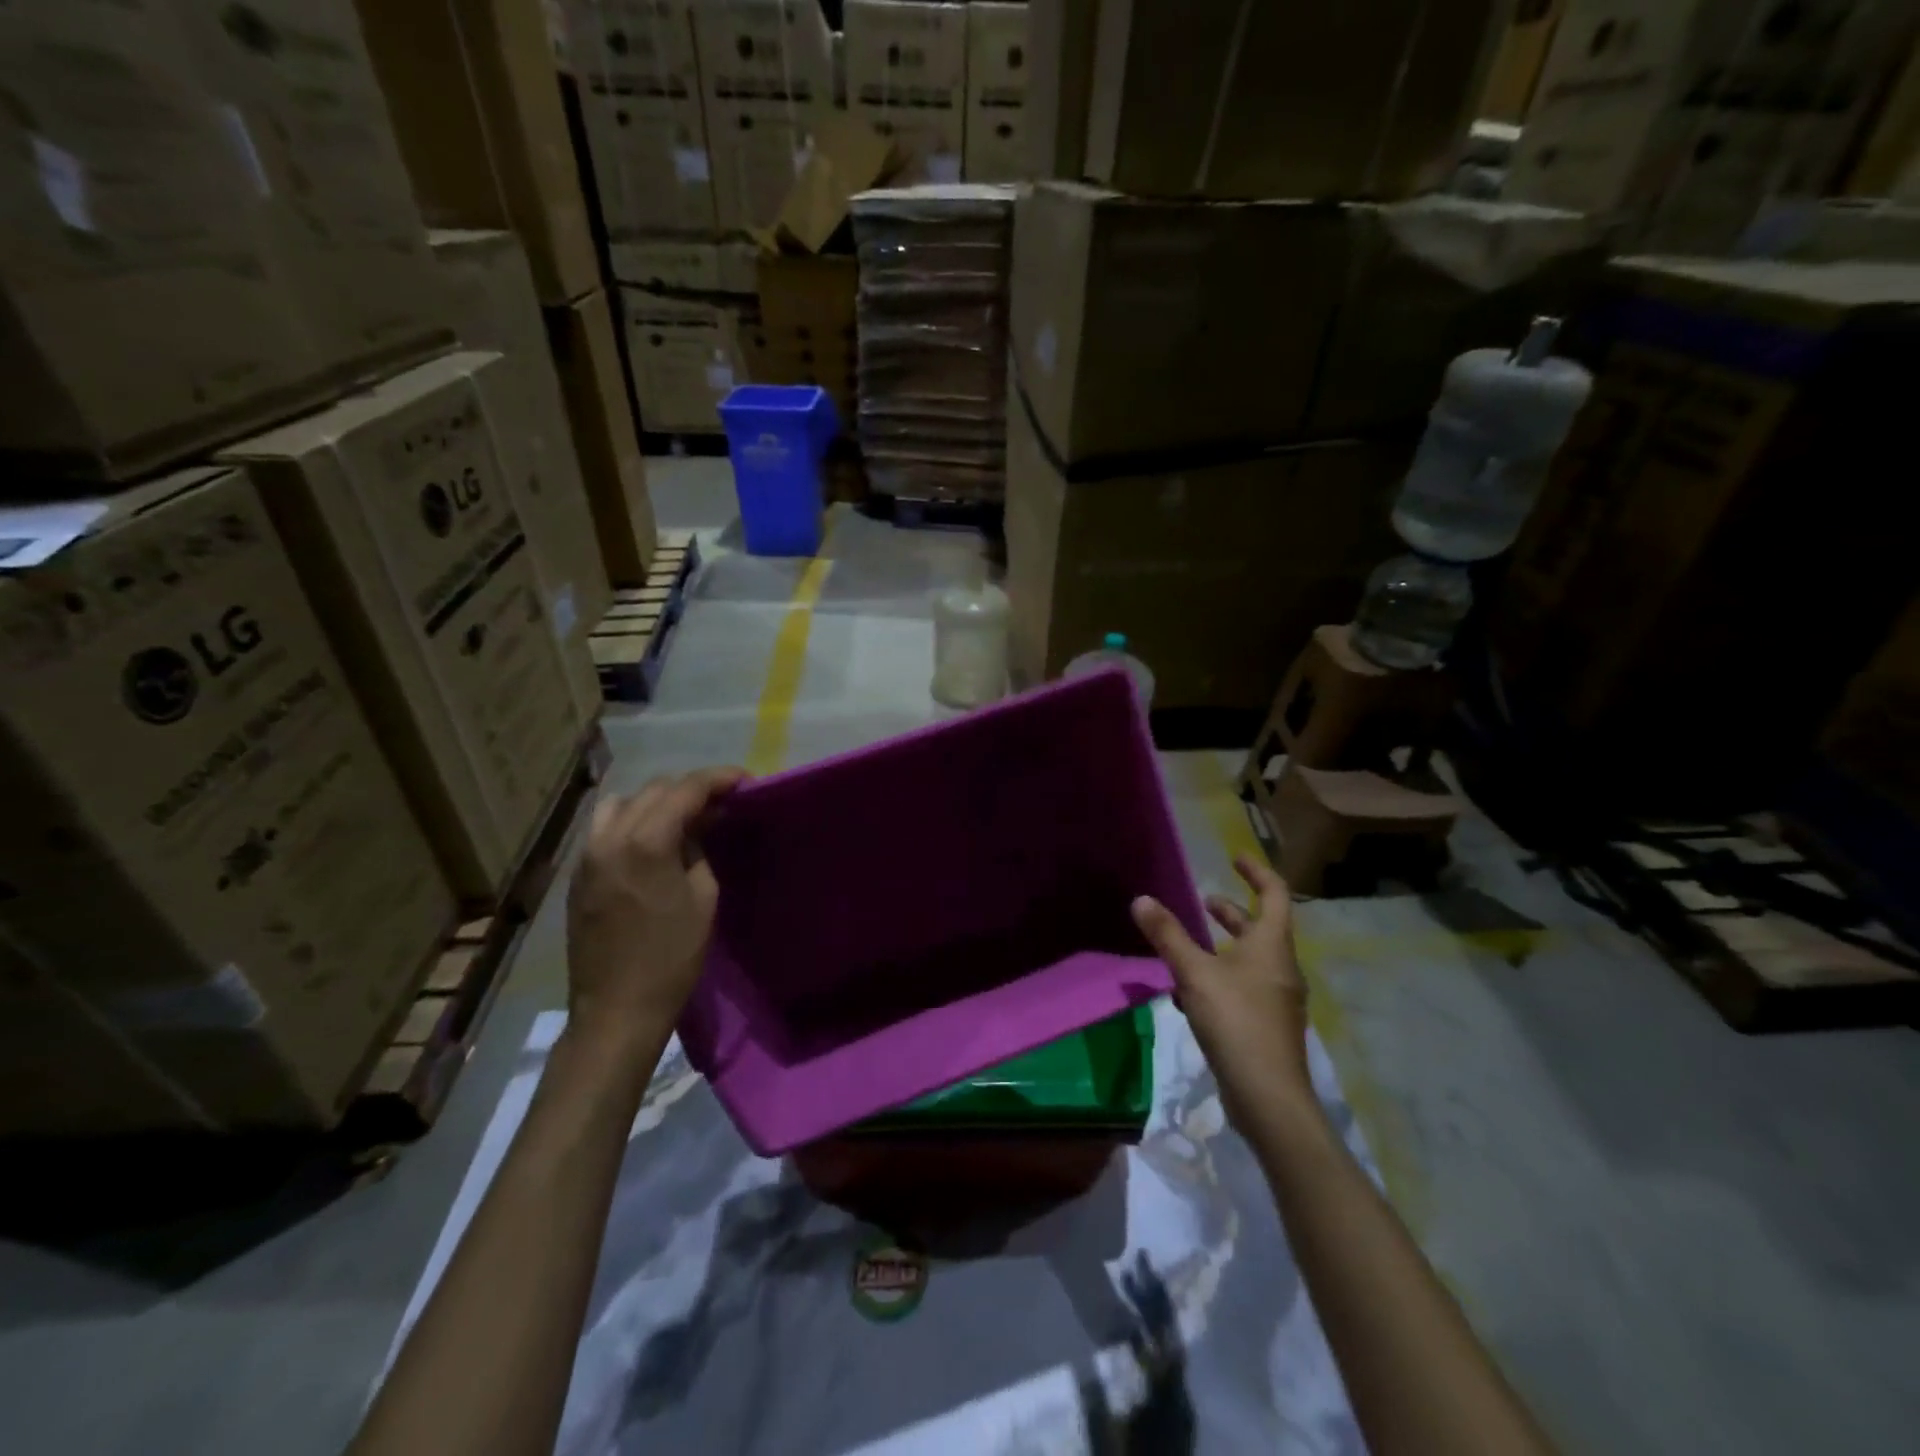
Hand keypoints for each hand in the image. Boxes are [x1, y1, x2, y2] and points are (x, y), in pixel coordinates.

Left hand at [565, 768, 746, 1051]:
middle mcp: (609, 838)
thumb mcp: (703, 899)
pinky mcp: (578, 875)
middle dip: (691, 789)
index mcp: (646, 842)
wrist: (617, 1009)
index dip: (719, 779)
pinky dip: (633, 821)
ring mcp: (587, 855)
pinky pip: (606, 828)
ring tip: (684, 818)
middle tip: (722, 803)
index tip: (746, 781)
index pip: (686, 790)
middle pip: (655, 790)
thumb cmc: (672, 957)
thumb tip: (700, 826)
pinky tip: (653, 841)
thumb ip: (699, 851)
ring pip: (623, 803)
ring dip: (658, 802)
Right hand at [1132, 854, 1313, 1129]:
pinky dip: (1219, 978)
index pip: (1274, 894)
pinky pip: (1243, 988)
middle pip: (1261, 928)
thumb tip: (1141, 899)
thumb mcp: (1195, 974)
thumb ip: (1167, 936)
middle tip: (1203, 901)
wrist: (1269, 1097)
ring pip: (1250, 960)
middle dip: (1231, 912)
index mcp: (1272, 946)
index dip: (1256, 872)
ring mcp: (1276, 999)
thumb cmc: (1236, 1022)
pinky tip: (1188, 994)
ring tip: (1189, 945)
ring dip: (1222, 946)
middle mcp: (1280, 968)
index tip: (1235, 858)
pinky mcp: (1266, 1026)